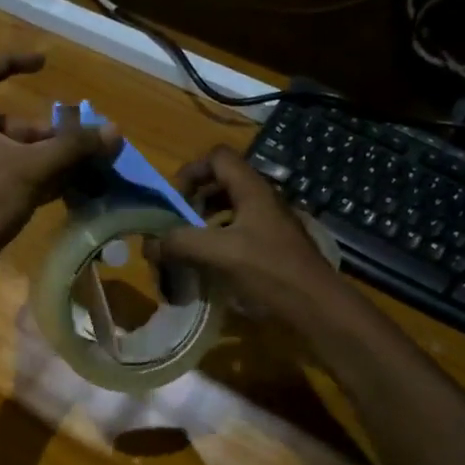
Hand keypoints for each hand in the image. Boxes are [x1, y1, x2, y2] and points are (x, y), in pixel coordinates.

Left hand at [0, 53, 118, 279]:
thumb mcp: (32, 168)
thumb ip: (73, 148)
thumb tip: (114, 131)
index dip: (13, 62)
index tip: (45, 64)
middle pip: (10, 124)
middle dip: (48, 133)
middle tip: (82, 148)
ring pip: (15, 157)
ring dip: (49, 161)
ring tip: (85, 171)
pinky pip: (13, 183)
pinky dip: (39, 183)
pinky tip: (67, 193)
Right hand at [158, 144, 345, 321]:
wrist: (316, 307)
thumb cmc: (269, 271)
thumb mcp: (218, 253)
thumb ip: (179, 244)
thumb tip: (148, 245)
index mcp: (252, 190)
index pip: (217, 157)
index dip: (191, 171)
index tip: (172, 199)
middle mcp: (262, 199)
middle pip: (221, 182)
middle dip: (193, 199)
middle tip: (176, 224)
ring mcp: (270, 223)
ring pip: (230, 208)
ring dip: (204, 221)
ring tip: (189, 245)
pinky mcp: (273, 246)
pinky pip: (239, 231)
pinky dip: (219, 240)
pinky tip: (210, 264)